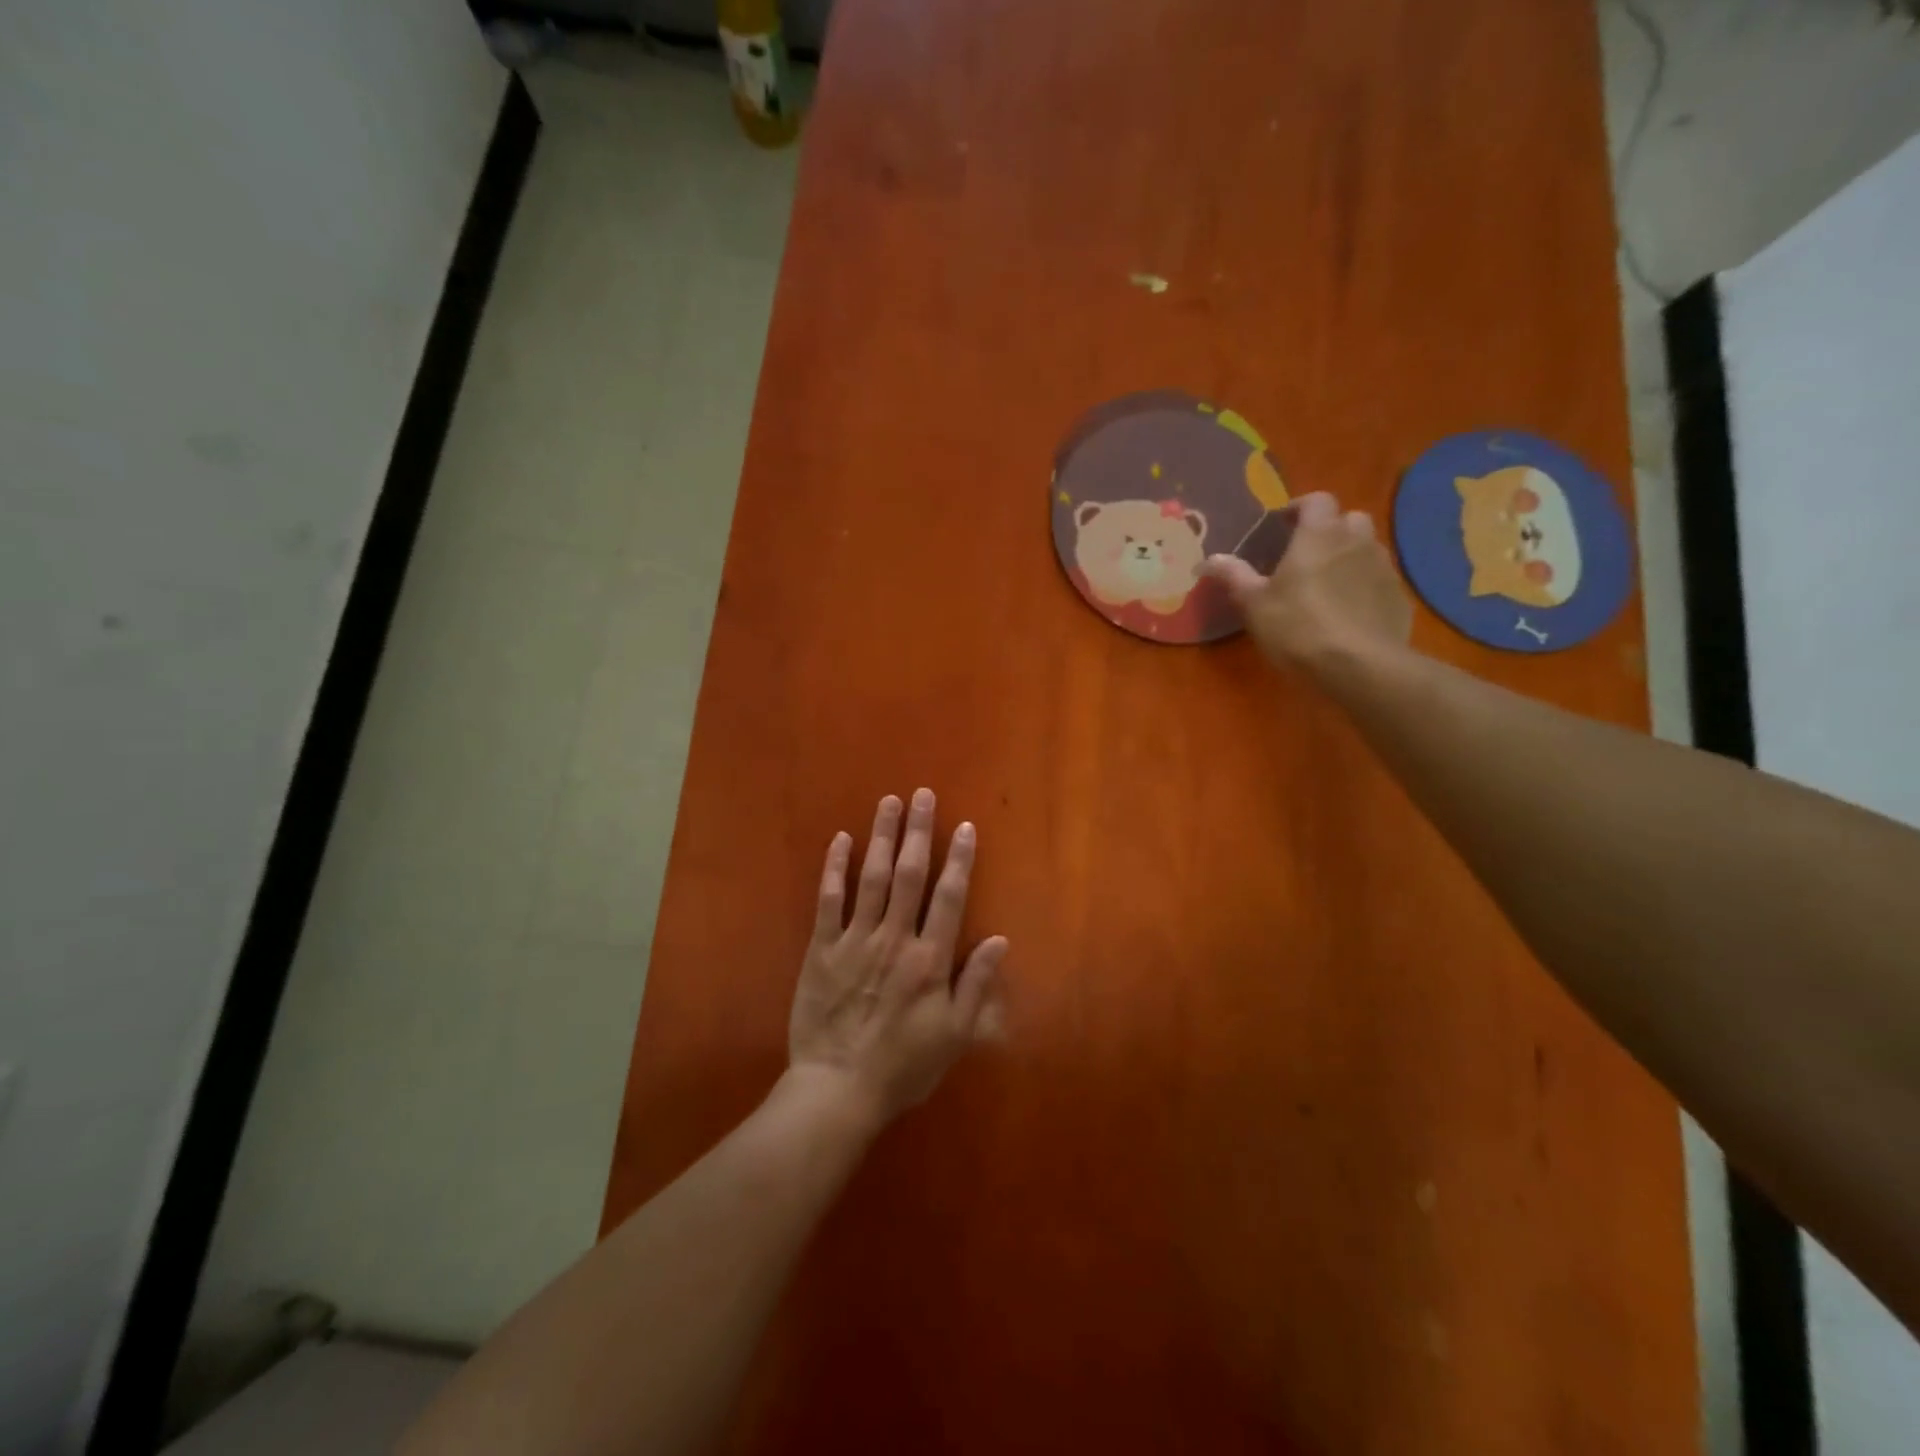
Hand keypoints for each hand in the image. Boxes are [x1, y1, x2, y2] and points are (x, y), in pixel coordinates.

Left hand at [787, 789, 1007, 1129]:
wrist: (837, 1090)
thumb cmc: (903, 1067)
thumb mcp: (954, 1036)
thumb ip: (977, 985)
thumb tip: (1000, 940)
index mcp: (929, 960)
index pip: (949, 897)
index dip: (959, 859)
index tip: (965, 826)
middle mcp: (894, 939)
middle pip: (909, 874)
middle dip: (918, 831)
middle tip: (921, 794)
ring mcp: (854, 941)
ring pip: (870, 877)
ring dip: (881, 836)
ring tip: (888, 802)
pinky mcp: (821, 949)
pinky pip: (828, 900)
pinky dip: (834, 868)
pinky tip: (841, 840)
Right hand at [1202, 491, 1412, 670]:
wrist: (1359, 666)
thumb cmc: (1298, 627)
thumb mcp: (1254, 604)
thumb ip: (1234, 576)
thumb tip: (1207, 560)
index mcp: (1319, 535)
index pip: (1316, 500)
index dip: (1300, 508)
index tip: (1282, 525)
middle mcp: (1356, 541)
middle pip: (1348, 519)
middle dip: (1329, 530)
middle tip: (1306, 554)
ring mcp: (1383, 568)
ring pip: (1367, 548)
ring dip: (1349, 556)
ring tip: (1327, 583)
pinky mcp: (1398, 597)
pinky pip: (1379, 580)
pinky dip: (1364, 585)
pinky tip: (1349, 611)